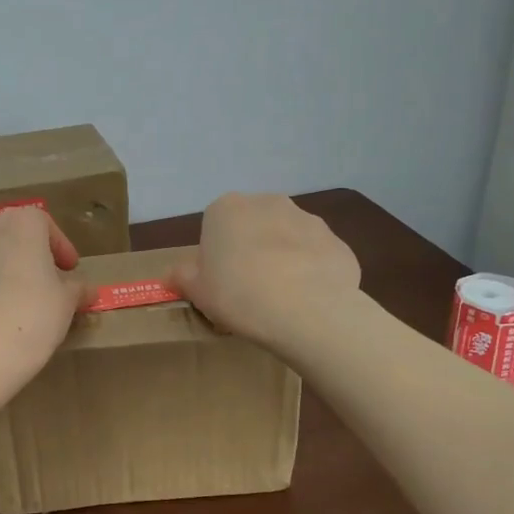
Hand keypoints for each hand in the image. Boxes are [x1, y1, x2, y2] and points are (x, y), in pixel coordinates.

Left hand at [0, 207, 84, 382]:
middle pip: (14, 236)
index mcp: (19, 224)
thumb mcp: (67, 303)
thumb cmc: (32, 317)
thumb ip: (76, 288)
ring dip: (7, 270)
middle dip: (32, 255)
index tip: (70, 270)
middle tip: (48, 282)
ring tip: (20, 301)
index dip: (60, 246)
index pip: (44, 223)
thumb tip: (84, 289)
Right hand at [167, 193, 360, 351]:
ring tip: (280, 299)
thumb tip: (175, 274)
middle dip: (250, 251)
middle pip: (253, 227)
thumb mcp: (196, 291)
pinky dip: (311, 273)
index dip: (215, 256)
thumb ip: (183, 277)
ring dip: (282, 260)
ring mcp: (308, 220)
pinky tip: (307, 302)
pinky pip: (316, 257)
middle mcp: (268, 203)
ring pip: (287, 240)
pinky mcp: (338, 242)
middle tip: (247, 290)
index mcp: (227, 208)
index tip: (219, 282)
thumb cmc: (238, 294)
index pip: (214, 227)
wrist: (307, 310)